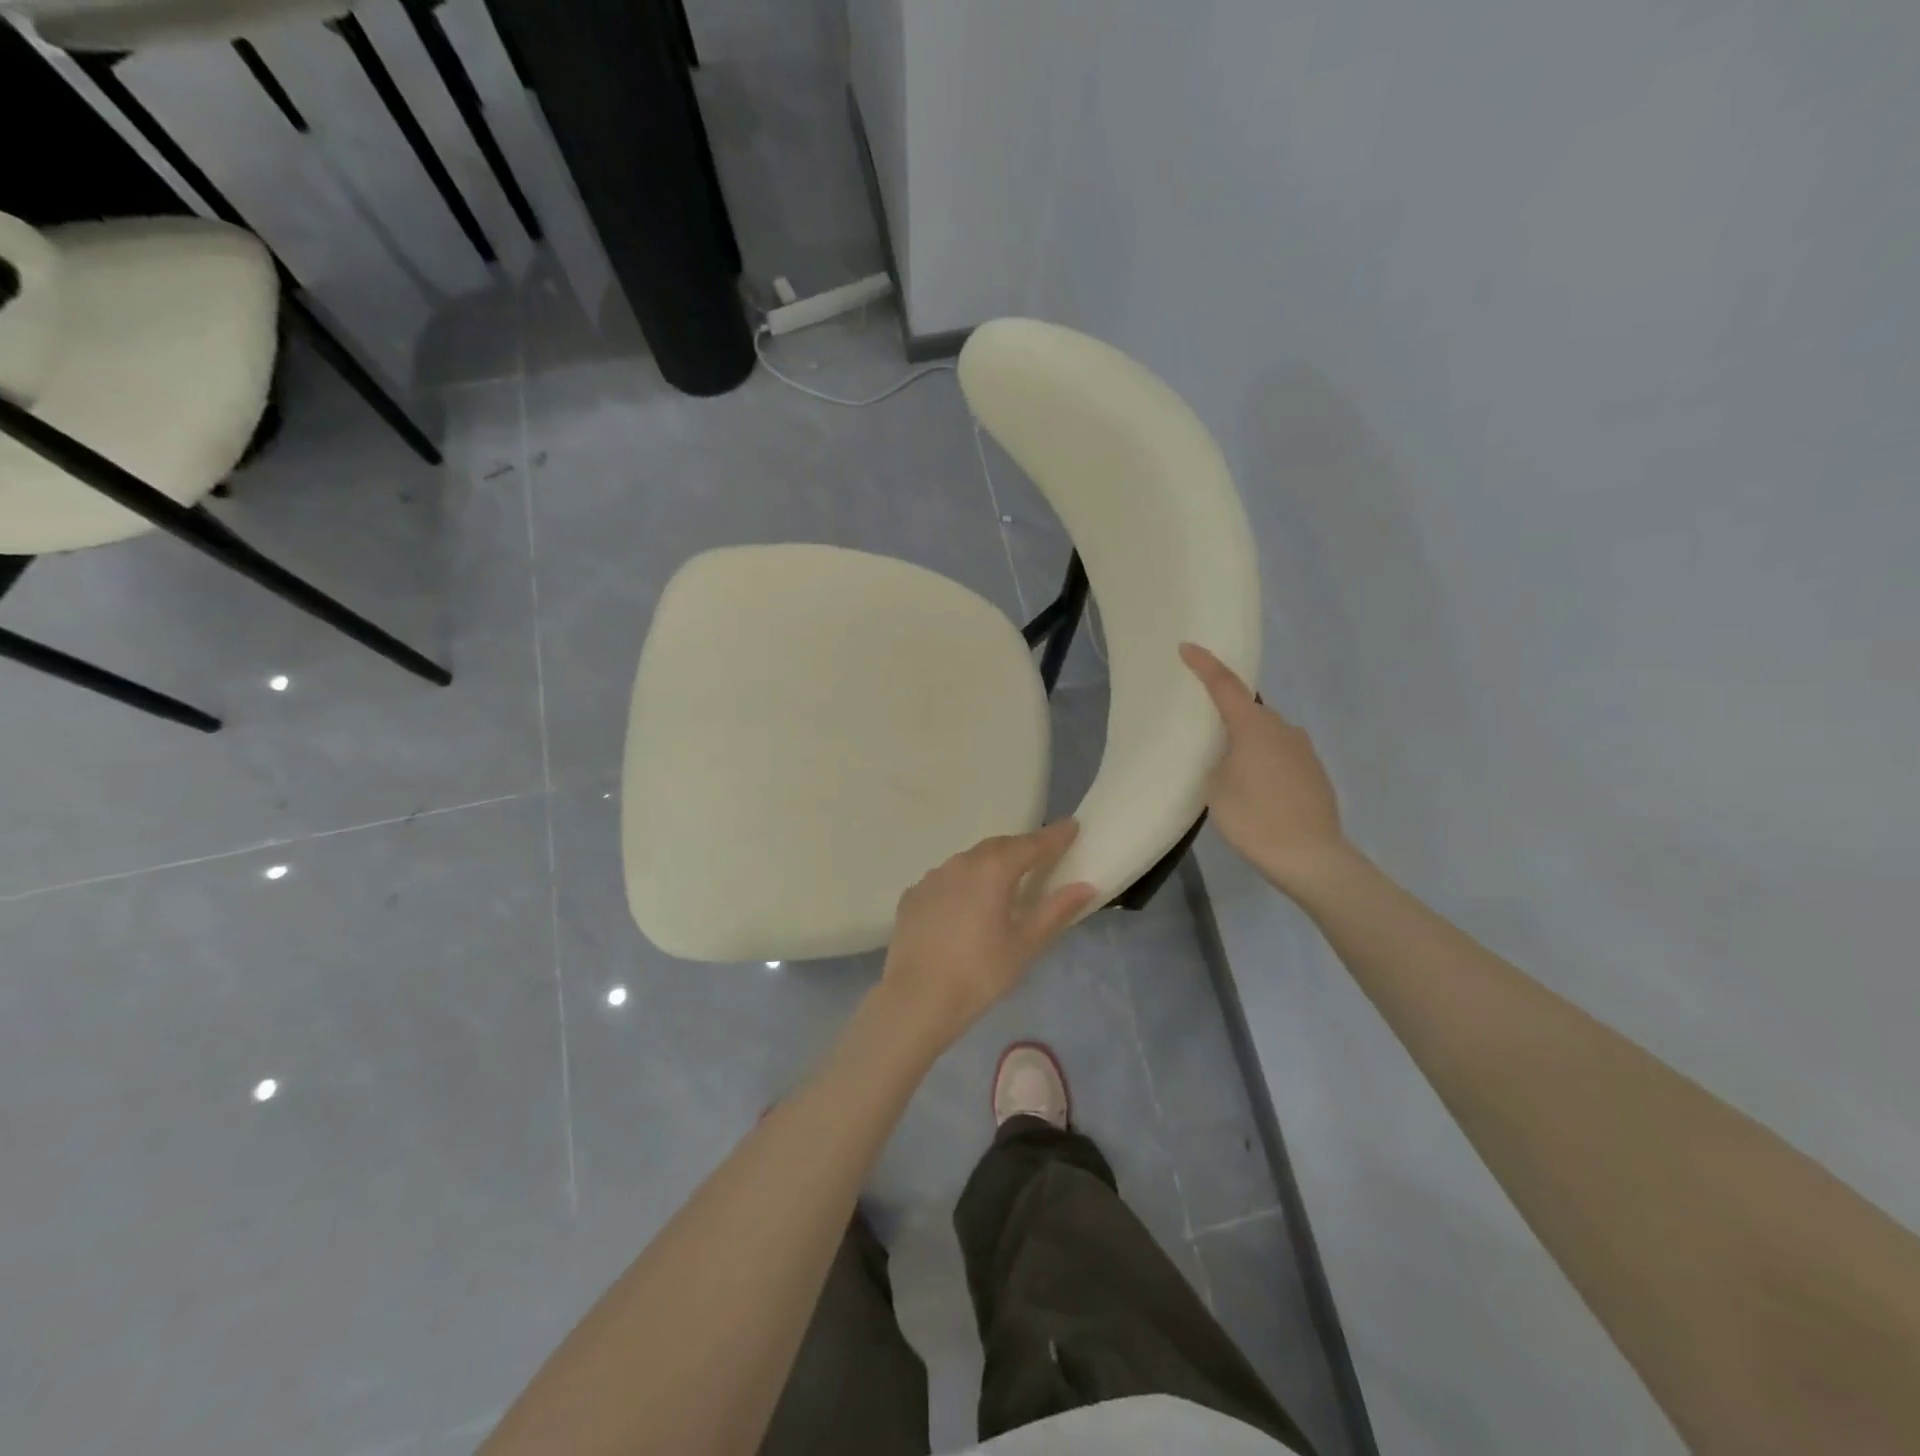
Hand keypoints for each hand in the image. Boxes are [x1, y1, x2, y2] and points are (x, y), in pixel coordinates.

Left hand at [879, 821, 1096, 1053]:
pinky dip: (963, 883)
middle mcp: (961, 863)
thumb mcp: (1025, 945)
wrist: (916, 999)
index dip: (1054, 836)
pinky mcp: (913, 895)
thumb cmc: (979, 973)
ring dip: (990, 864)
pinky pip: (945, 879)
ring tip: (1004, 880)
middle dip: (1022, 847)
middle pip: (998, 847)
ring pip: (969, 860)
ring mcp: (932, 877)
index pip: (1031, 844)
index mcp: (993, 870)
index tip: (1072, 826)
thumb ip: (1055, 911)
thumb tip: (1085, 886)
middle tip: (1041, 855)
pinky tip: (966, 904)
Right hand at [1180, 643, 1349, 894]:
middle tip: (1206, 732)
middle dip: (1228, 716)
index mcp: (1253, 726)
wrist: (1310, 857)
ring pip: (1268, 735)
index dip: (1204, 665)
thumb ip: (1218, 761)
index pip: (1224, 685)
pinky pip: (1282, 756)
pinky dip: (1266, 764)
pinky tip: (1257, 792)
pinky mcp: (1315, 773)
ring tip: (1230, 771)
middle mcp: (1283, 729)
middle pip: (1249, 711)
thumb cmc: (1253, 818)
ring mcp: (1304, 750)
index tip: (1187, 647)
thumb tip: (1231, 757)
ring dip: (1248, 743)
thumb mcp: (1215, 788)